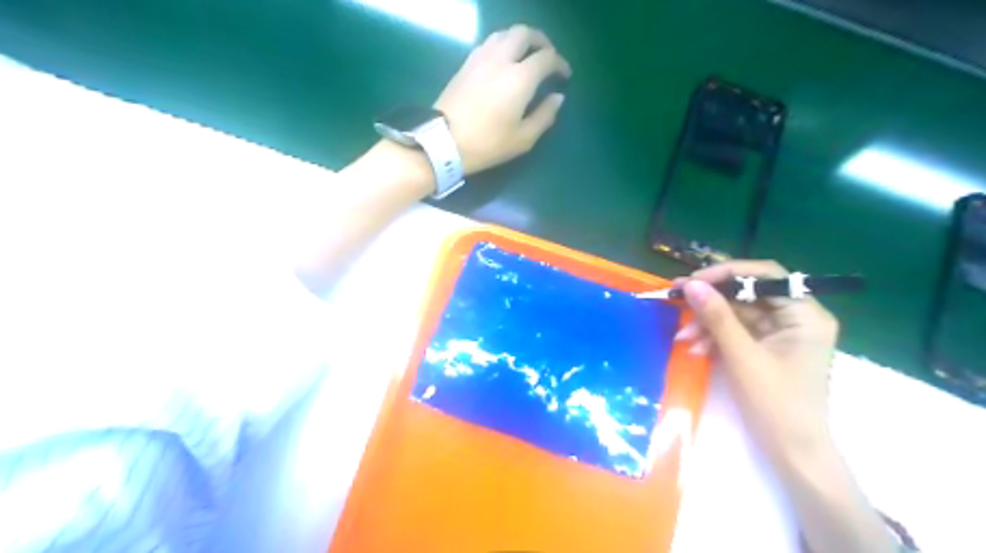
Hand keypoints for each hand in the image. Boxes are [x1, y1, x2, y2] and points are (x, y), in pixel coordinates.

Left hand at [438, 24, 575, 171]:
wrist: (443, 141)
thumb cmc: (487, 143)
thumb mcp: (523, 138)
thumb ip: (545, 116)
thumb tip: (558, 97)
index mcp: (520, 77)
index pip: (547, 57)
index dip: (560, 63)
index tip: (564, 75)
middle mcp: (502, 59)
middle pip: (525, 33)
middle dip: (541, 41)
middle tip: (547, 57)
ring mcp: (481, 58)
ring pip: (505, 33)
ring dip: (520, 39)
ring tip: (526, 56)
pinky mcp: (466, 63)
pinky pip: (489, 43)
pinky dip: (502, 45)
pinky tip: (503, 61)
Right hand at [671, 262, 839, 463]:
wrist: (792, 453)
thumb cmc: (776, 404)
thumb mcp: (742, 356)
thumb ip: (717, 316)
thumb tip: (692, 284)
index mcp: (805, 314)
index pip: (766, 276)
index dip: (727, 274)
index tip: (693, 281)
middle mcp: (796, 318)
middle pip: (747, 294)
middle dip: (711, 302)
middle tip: (677, 300)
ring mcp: (780, 334)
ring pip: (737, 314)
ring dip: (708, 324)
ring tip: (683, 339)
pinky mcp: (766, 348)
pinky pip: (735, 332)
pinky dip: (714, 338)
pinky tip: (696, 350)